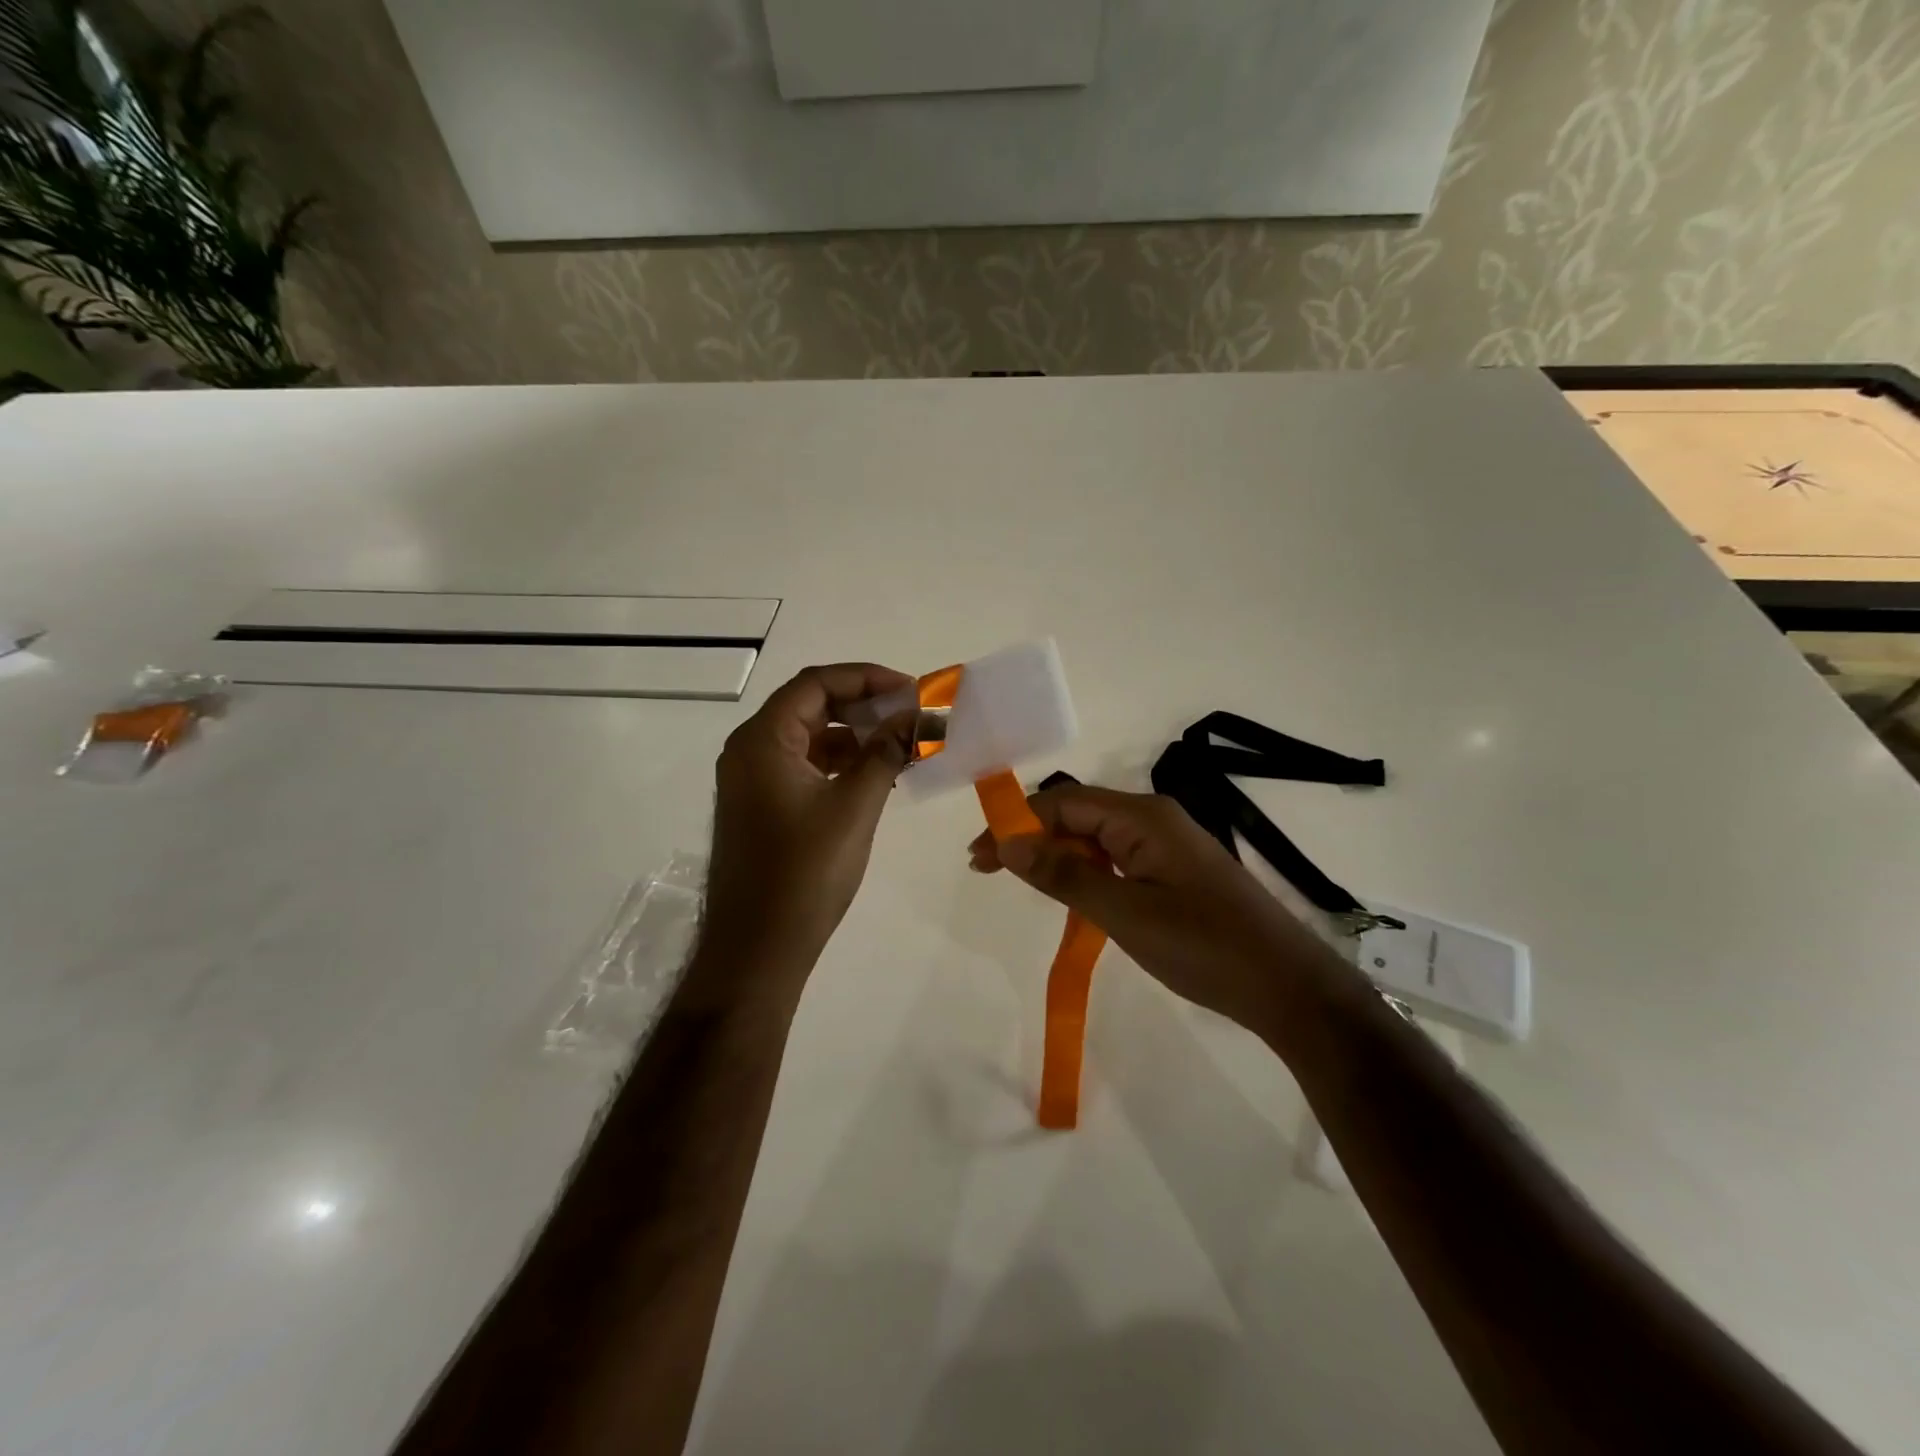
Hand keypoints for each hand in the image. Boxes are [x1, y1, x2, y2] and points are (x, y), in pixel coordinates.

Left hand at [706, 663, 914, 973]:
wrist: (756, 951)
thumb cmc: (804, 874)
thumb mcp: (854, 807)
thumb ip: (885, 753)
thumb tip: (916, 716)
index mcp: (763, 740)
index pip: (817, 683)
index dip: (867, 678)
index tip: (912, 691)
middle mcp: (750, 751)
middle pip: (811, 706)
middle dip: (864, 705)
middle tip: (911, 715)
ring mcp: (753, 781)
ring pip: (809, 738)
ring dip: (854, 736)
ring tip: (901, 745)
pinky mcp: (762, 807)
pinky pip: (804, 767)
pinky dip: (840, 764)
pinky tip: (875, 776)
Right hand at [968, 784, 1337, 1034]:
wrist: (1288, 987)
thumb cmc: (1204, 946)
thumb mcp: (1125, 913)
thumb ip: (1065, 875)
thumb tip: (1008, 843)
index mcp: (1143, 817)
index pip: (1063, 803)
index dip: (1016, 824)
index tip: (978, 858)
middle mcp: (1154, 819)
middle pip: (1078, 815)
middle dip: (1031, 838)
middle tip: (988, 871)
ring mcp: (1168, 845)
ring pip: (1096, 838)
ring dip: (1056, 855)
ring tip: (1020, 881)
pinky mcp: (1176, 871)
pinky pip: (1117, 858)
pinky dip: (1085, 872)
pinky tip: (1070, 893)